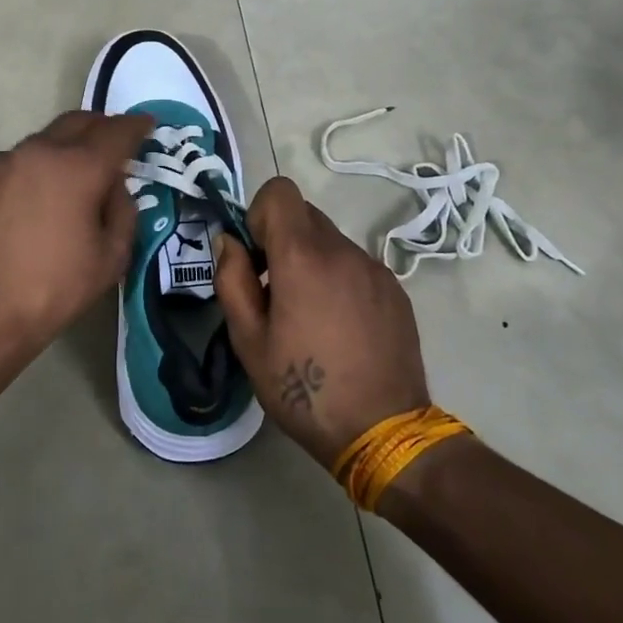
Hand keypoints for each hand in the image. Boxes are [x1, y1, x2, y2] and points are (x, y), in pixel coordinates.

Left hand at [0, 109, 151, 373]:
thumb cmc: (54, 289)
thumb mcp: (111, 257)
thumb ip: (123, 210)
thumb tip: (114, 187)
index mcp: (77, 168)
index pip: (116, 132)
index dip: (137, 126)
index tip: (147, 125)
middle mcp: (39, 152)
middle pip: (77, 122)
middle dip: (102, 127)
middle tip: (116, 144)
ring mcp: (3, 163)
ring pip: (45, 140)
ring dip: (67, 147)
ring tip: (77, 174)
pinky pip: (19, 161)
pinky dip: (38, 167)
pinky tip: (40, 195)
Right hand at [214, 177, 434, 470]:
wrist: (383, 431)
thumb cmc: (303, 389)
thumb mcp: (248, 340)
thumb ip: (231, 279)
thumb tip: (227, 241)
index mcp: (303, 257)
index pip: (280, 191)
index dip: (258, 214)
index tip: (254, 257)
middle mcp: (344, 251)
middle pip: (304, 214)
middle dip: (280, 240)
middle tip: (273, 291)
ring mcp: (375, 269)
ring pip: (331, 241)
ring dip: (310, 261)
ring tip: (308, 316)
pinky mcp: (395, 291)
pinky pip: (356, 265)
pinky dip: (338, 279)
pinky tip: (339, 327)